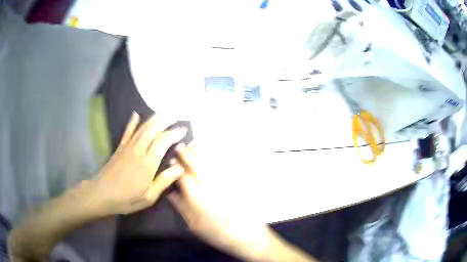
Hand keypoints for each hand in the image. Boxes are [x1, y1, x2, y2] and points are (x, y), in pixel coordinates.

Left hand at [89, 112, 186, 214]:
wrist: (101, 194)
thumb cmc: (126, 199)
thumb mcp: (148, 197)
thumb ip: (164, 181)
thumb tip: (180, 168)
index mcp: (147, 163)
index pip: (163, 141)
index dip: (174, 133)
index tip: (184, 130)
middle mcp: (138, 150)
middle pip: (153, 129)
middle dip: (166, 120)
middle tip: (176, 115)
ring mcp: (127, 147)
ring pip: (142, 128)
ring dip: (153, 118)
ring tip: (163, 112)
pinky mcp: (119, 148)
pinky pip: (127, 132)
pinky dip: (132, 122)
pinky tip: (136, 114)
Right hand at [168, 147, 271, 260]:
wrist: (246, 234)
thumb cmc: (216, 233)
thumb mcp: (193, 224)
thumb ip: (181, 206)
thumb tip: (171, 191)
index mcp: (197, 196)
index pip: (183, 175)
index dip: (175, 166)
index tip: (170, 159)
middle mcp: (209, 185)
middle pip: (195, 165)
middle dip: (187, 154)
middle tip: (180, 146)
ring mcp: (222, 182)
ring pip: (208, 162)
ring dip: (200, 152)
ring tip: (193, 144)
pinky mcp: (233, 183)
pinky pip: (221, 166)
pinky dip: (214, 157)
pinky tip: (211, 154)